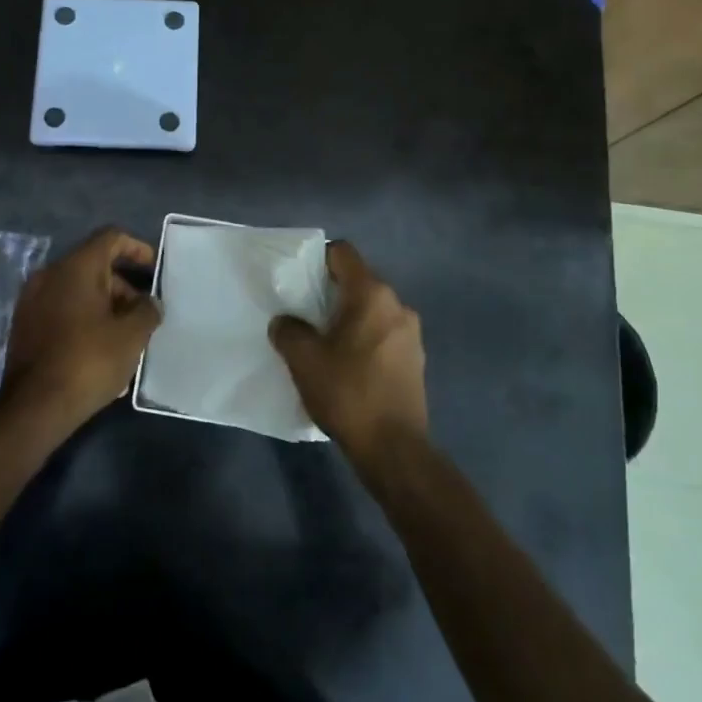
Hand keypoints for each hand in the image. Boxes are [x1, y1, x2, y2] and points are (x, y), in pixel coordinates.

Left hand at [3, 227, 160, 431]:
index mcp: (76, 267)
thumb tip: (149, 303)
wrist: (34, 407)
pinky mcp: (24, 325)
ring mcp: (32, 300)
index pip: (111, 238)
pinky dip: (83, 317)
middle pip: (94, 265)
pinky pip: (61, 308)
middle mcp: (49, 274)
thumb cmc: (89, 361)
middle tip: (143, 314)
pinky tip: (99, 348)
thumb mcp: (131, 336)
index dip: (137, 249)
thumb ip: (147, 310)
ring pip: (77, 289)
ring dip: (104, 304)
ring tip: (125, 336)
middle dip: (123, 285)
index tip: (155, 270)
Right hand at [270, 241, 427, 469]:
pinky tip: (347, 366)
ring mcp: (411, 333)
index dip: (318, 259)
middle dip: (330, 293)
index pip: (343, 253)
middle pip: (358, 281)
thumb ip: (288, 330)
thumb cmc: (348, 393)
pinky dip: (364, 339)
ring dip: (348, 319)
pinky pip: (383, 334)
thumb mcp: (304, 360)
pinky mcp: (415, 359)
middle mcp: (397, 305)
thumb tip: (285, 322)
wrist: (394, 448)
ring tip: (324, 344)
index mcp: (372, 294)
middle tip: (304, 315)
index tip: (299, 282)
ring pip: (372, 310)